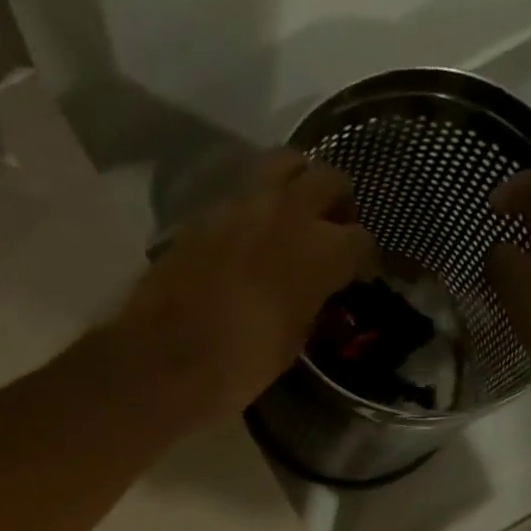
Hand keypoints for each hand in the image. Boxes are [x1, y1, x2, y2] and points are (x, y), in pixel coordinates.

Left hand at [114, 151, 377, 426]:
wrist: (164, 361)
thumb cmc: (239, 366)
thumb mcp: (292, 343)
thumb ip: (311, 303)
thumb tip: (314, 290)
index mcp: (320, 252)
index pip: (361, 240)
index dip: (366, 260)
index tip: (361, 276)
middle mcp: (287, 213)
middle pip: (330, 180)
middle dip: (338, 205)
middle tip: (333, 232)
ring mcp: (242, 204)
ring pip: (286, 164)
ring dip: (298, 184)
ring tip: (295, 216)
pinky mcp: (206, 212)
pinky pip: (244, 192)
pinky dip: (257, 205)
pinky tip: (252, 234)